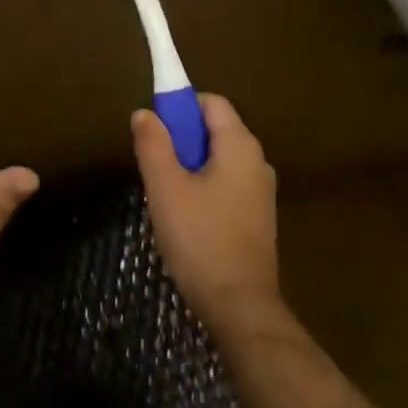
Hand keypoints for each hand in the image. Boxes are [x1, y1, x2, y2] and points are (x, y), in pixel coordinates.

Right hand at [132, 94, 279, 333]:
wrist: (240, 306)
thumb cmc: (200, 239)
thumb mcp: (166, 188)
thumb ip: (153, 145)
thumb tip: (145, 113)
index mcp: (240, 145)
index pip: (211, 102)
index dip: (181, 105)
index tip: (154, 128)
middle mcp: (258, 160)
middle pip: (217, 130)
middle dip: (183, 138)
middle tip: (154, 164)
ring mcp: (262, 190)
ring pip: (220, 160)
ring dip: (191, 165)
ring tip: (166, 193)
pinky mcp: (259, 217)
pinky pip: (228, 184)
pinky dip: (205, 187)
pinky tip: (186, 217)